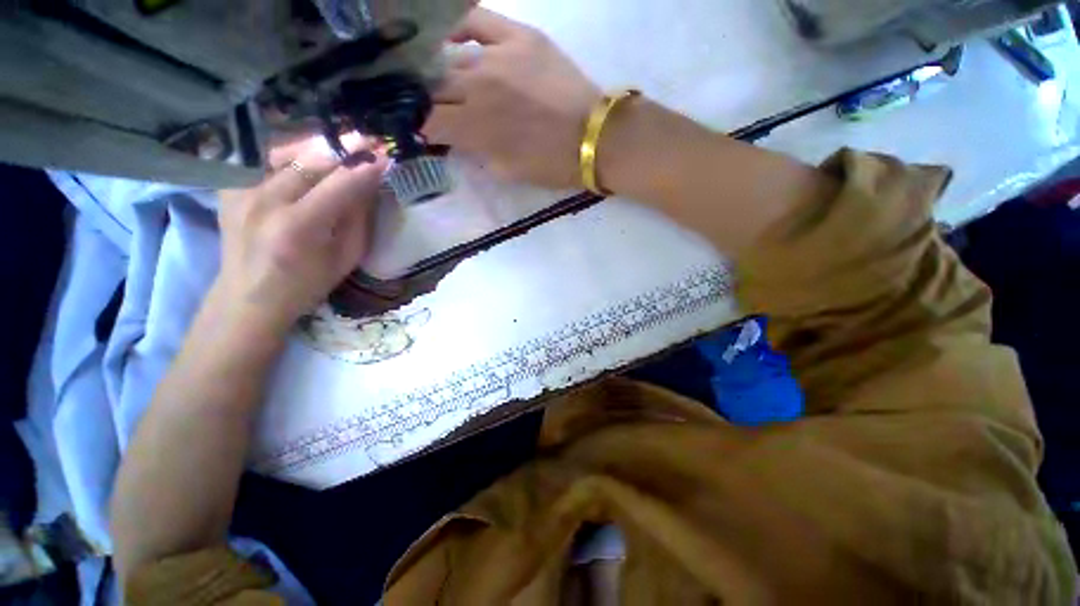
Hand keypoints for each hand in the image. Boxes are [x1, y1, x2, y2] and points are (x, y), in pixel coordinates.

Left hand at [213, 135, 387, 336]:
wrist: (249, 297)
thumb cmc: (307, 284)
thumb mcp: (345, 257)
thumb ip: (358, 218)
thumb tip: (369, 183)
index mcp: (299, 227)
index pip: (340, 185)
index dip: (365, 168)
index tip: (385, 156)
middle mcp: (265, 201)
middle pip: (310, 161)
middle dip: (344, 148)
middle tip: (368, 139)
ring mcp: (240, 190)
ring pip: (284, 151)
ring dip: (317, 145)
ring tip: (341, 141)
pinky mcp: (229, 186)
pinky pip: (263, 156)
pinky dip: (288, 150)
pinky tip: (306, 151)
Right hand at [425, 8, 601, 189]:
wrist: (593, 138)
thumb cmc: (552, 164)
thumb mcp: (508, 172)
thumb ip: (477, 154)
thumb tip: (457, 140)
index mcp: (476, 128)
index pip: (430, 121)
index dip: (421, 126)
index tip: (425, 130)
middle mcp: (477, 88)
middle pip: (434, 88)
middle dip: (428, 101)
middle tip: (434, 107)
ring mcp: (497, 57)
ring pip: (451, 59)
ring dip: (442, 73)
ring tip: (442, 79)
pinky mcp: (519, 37)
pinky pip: (476, 20)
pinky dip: (457, 27)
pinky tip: (450, 38)